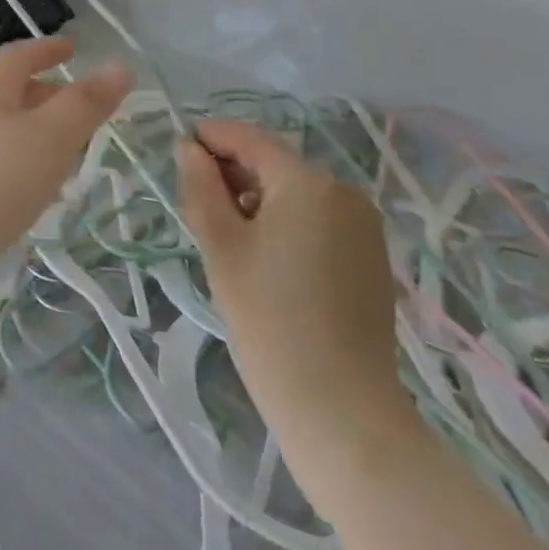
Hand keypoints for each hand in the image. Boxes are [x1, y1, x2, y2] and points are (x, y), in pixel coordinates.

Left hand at [0, 36, 131, 273]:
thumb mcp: (51, 137)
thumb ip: (85, 104)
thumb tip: (119, 66)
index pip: (17, 56)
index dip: (46, 49)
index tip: (73, 48)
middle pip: (9, 93)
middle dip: (47, 94)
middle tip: (83, 110)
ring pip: (5, 130)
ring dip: (37, 133)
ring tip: (69, 154)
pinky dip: (23, 163)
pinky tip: (37, 192)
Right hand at [177, 119, 409, 443]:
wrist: (341, 412)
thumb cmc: (269, 320)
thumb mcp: (220, 246)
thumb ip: (200, 185)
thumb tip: (188, 147)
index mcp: (308, 182)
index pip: (249, 138)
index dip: (210, 137)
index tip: (177, 149)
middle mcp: (344, 192)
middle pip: (274, 163)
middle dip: (232, 173)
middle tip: (196, 206)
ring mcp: (364, 226)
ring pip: (295, 192)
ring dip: (257, 199)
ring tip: (226, 238)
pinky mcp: (371, 257)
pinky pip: (318, 219)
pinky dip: (285, 222)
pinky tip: (265, 260)